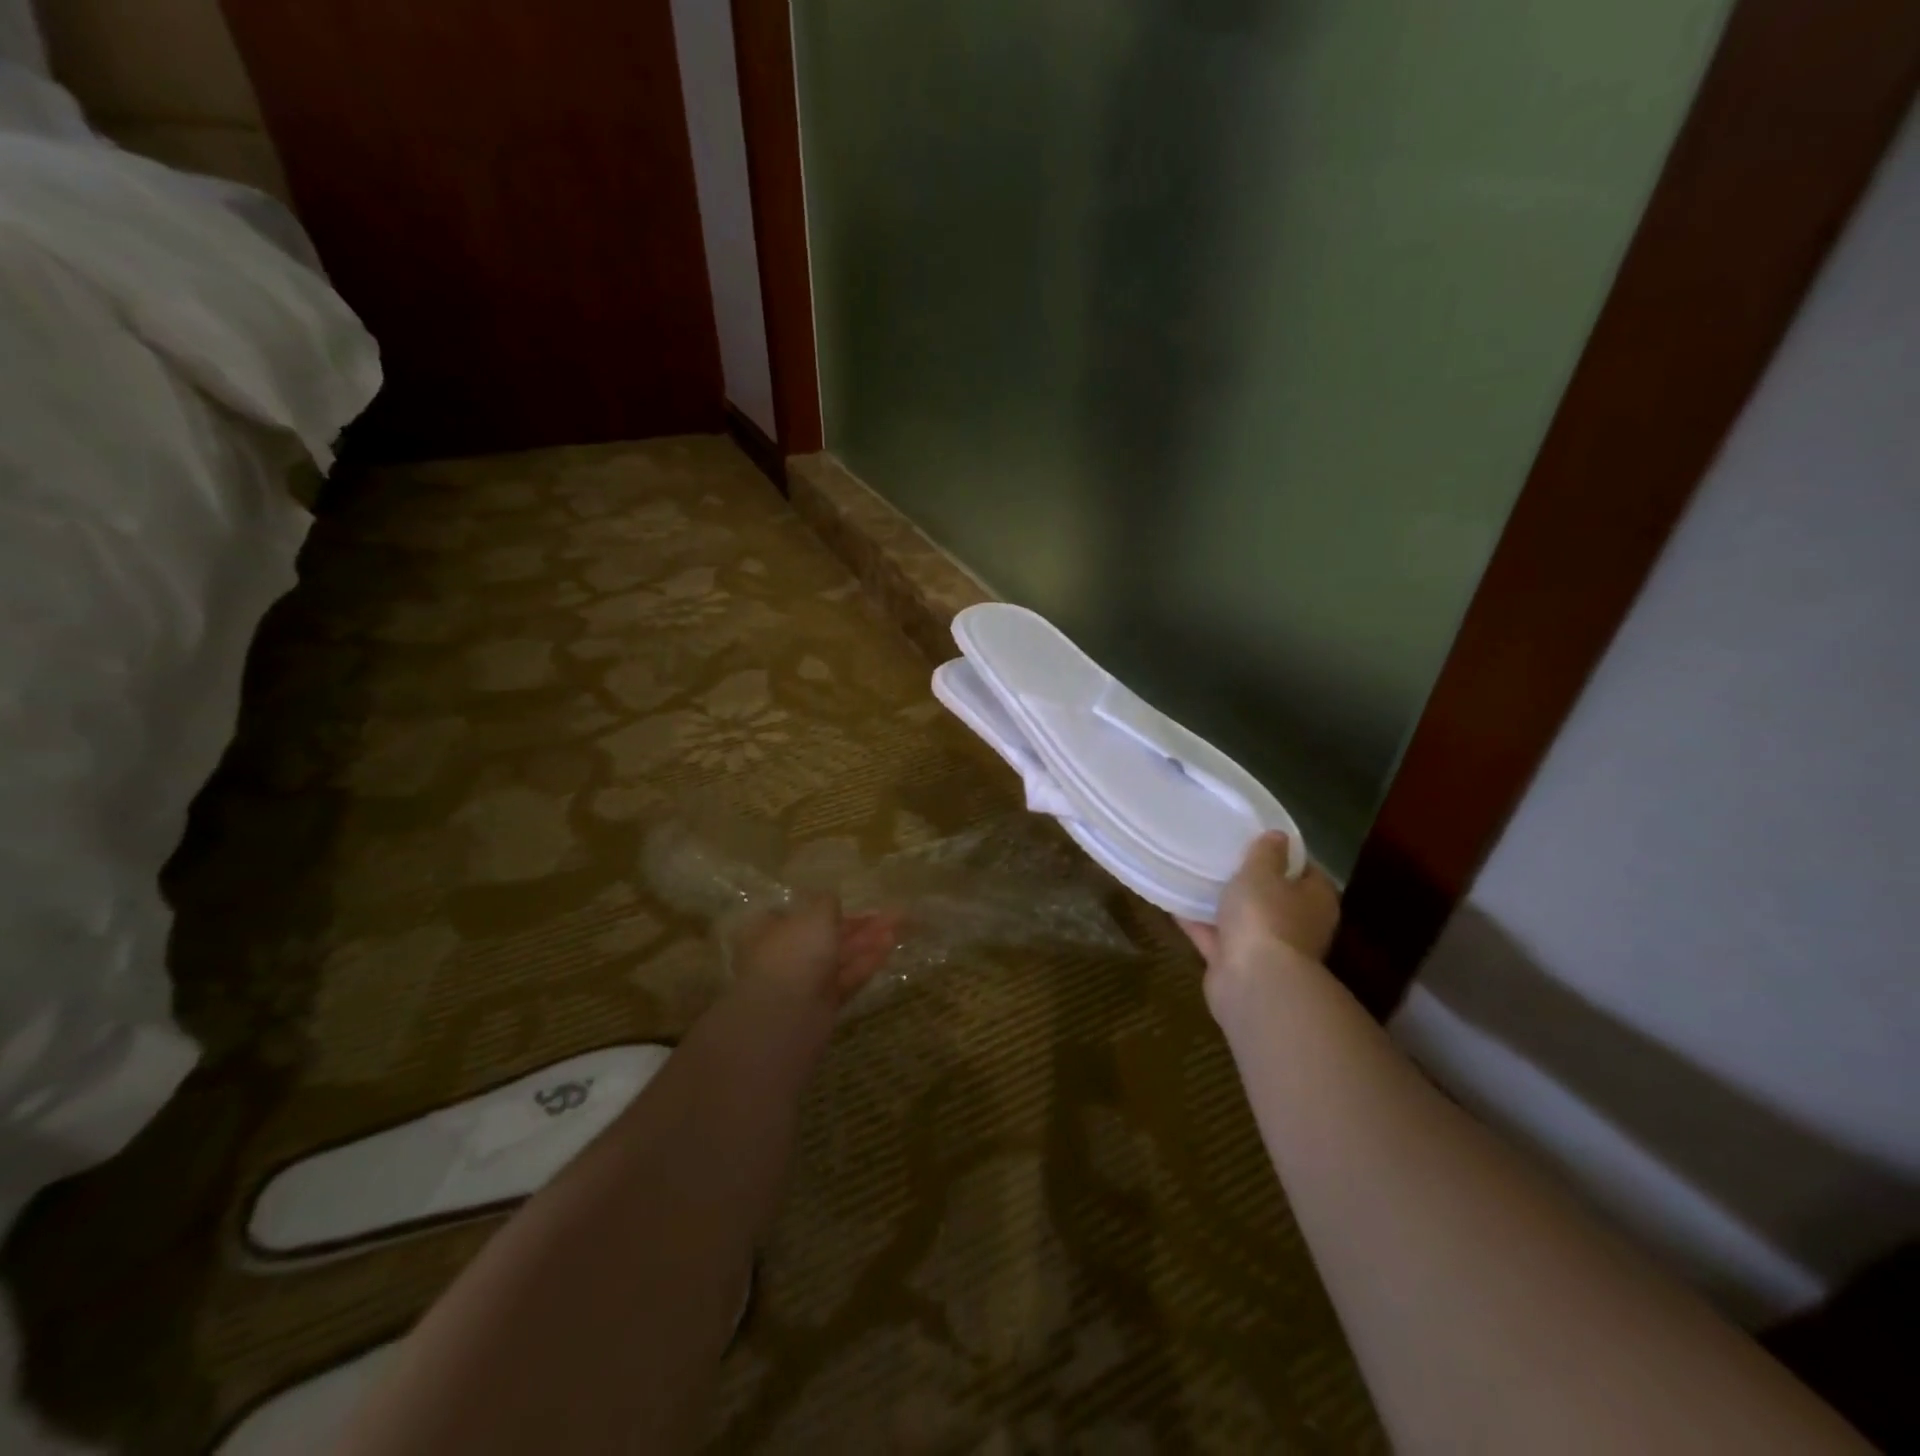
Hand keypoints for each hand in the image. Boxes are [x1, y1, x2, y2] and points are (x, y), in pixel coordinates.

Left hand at [730, 894, 898, 1006]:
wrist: (787, 1015)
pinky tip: (890, 944)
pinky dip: (867, 961)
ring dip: (869, 939)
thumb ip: (827, 903)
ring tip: (900, 922)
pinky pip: (848, 976)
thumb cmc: (795, 953)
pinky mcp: (824, 1003)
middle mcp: (787, 953)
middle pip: (827, 934)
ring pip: (841, 955)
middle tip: (891, 911)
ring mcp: (805, 980)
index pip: (801, 913)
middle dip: (859, 923)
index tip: (852, 901)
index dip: (828, 906)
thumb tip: (830, 900)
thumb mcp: (814, 915)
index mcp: (771, 929)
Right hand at [1178, 832, 1340, 978]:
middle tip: (1223, 857)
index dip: (1285, 855)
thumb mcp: (1262, 872)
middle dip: (1251, 882)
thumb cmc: (1266, 917)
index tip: (1258, 840)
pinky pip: (1215, 938)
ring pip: (1243, 920)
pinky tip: (1174, 904)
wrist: (1253, 982)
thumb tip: (1278, 836)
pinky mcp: (1238, 966)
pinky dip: (1199, 924)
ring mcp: (1267, 949)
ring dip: (1223, 905)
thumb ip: (1267, 853)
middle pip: (1275, 897)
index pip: (1307, 871)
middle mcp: (1297, 926)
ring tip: (1194, 877)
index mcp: (1315, 900)